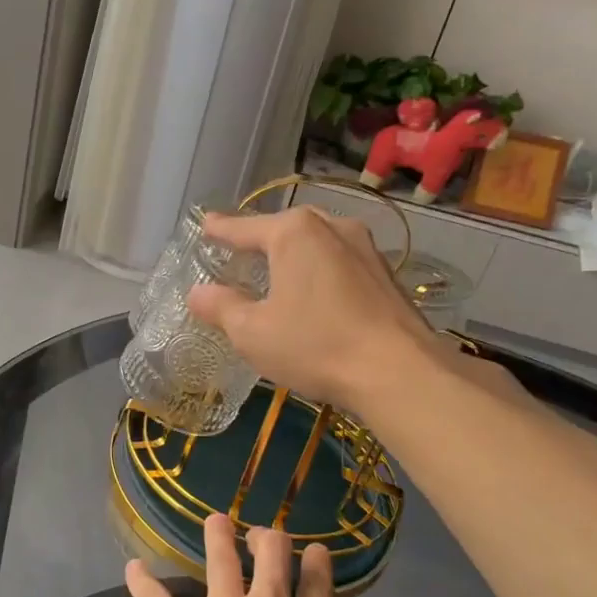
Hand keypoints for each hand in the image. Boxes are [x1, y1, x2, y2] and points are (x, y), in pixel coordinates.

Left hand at [125, 516, 376, 596]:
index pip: (318, 581)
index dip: (317, 561)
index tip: (313, 552)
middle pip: (271, 554)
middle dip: (269, 539)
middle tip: (263, 536)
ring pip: (220, 559)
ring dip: (218, 535)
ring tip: (215, 522)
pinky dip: (143, 582)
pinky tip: (134, 568)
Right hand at [187, 206, 435, 414]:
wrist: (400, 372)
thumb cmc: (315, 345)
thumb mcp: (252, 333)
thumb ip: (221, 307)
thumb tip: (197, 292)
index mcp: (294, 233)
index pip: (245, 227)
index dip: (221, 230)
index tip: (205, 224)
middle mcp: (332, 227)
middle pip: (286, 228)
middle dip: (261, 238)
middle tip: (240, 250)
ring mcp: (365, 248)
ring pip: (317, 243)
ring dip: (294, 255)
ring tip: (277, 270)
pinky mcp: (386, 274)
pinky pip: (339, 261)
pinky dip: (319, 271)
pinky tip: (315, 293)